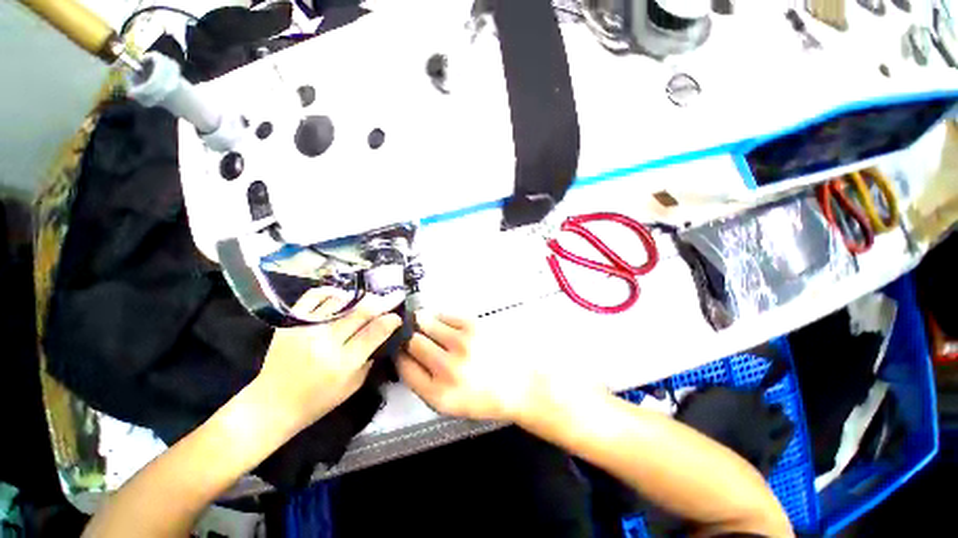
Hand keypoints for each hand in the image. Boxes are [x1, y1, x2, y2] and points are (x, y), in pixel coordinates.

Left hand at [255, 289, 402, 428]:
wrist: (271, 404)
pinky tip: (342, 296)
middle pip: (361, 312)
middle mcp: (325, 342)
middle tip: (395, 296)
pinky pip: (313, 296)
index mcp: (343, 363)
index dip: (390, 320)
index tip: (397, 316)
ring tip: (370, 298)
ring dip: (361, 297)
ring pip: (341, 301)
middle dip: (383, 302)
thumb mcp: (353, 385)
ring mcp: (305, 329)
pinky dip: (331, 292)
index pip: (374, 332)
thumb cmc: (318, 400)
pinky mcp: (290, 322)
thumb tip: (383, 333)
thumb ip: (370, 358)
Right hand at [396, 313, 546, 422]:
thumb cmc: (486, 398)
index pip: (404, 367)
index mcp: (438, 394)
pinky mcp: (474, 326)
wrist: (521, 385)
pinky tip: (444, 322)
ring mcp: (461, 343)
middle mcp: (447, 368)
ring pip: (426, 323)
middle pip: (412, 342)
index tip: (401, 350)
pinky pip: (445, 314)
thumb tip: (407, 356)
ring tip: (425, 323)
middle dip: (409, 338)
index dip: (400, 356)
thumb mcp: (451, 405)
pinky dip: (440, 317)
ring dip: (422, 322)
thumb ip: (425, 384)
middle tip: (413, 335)